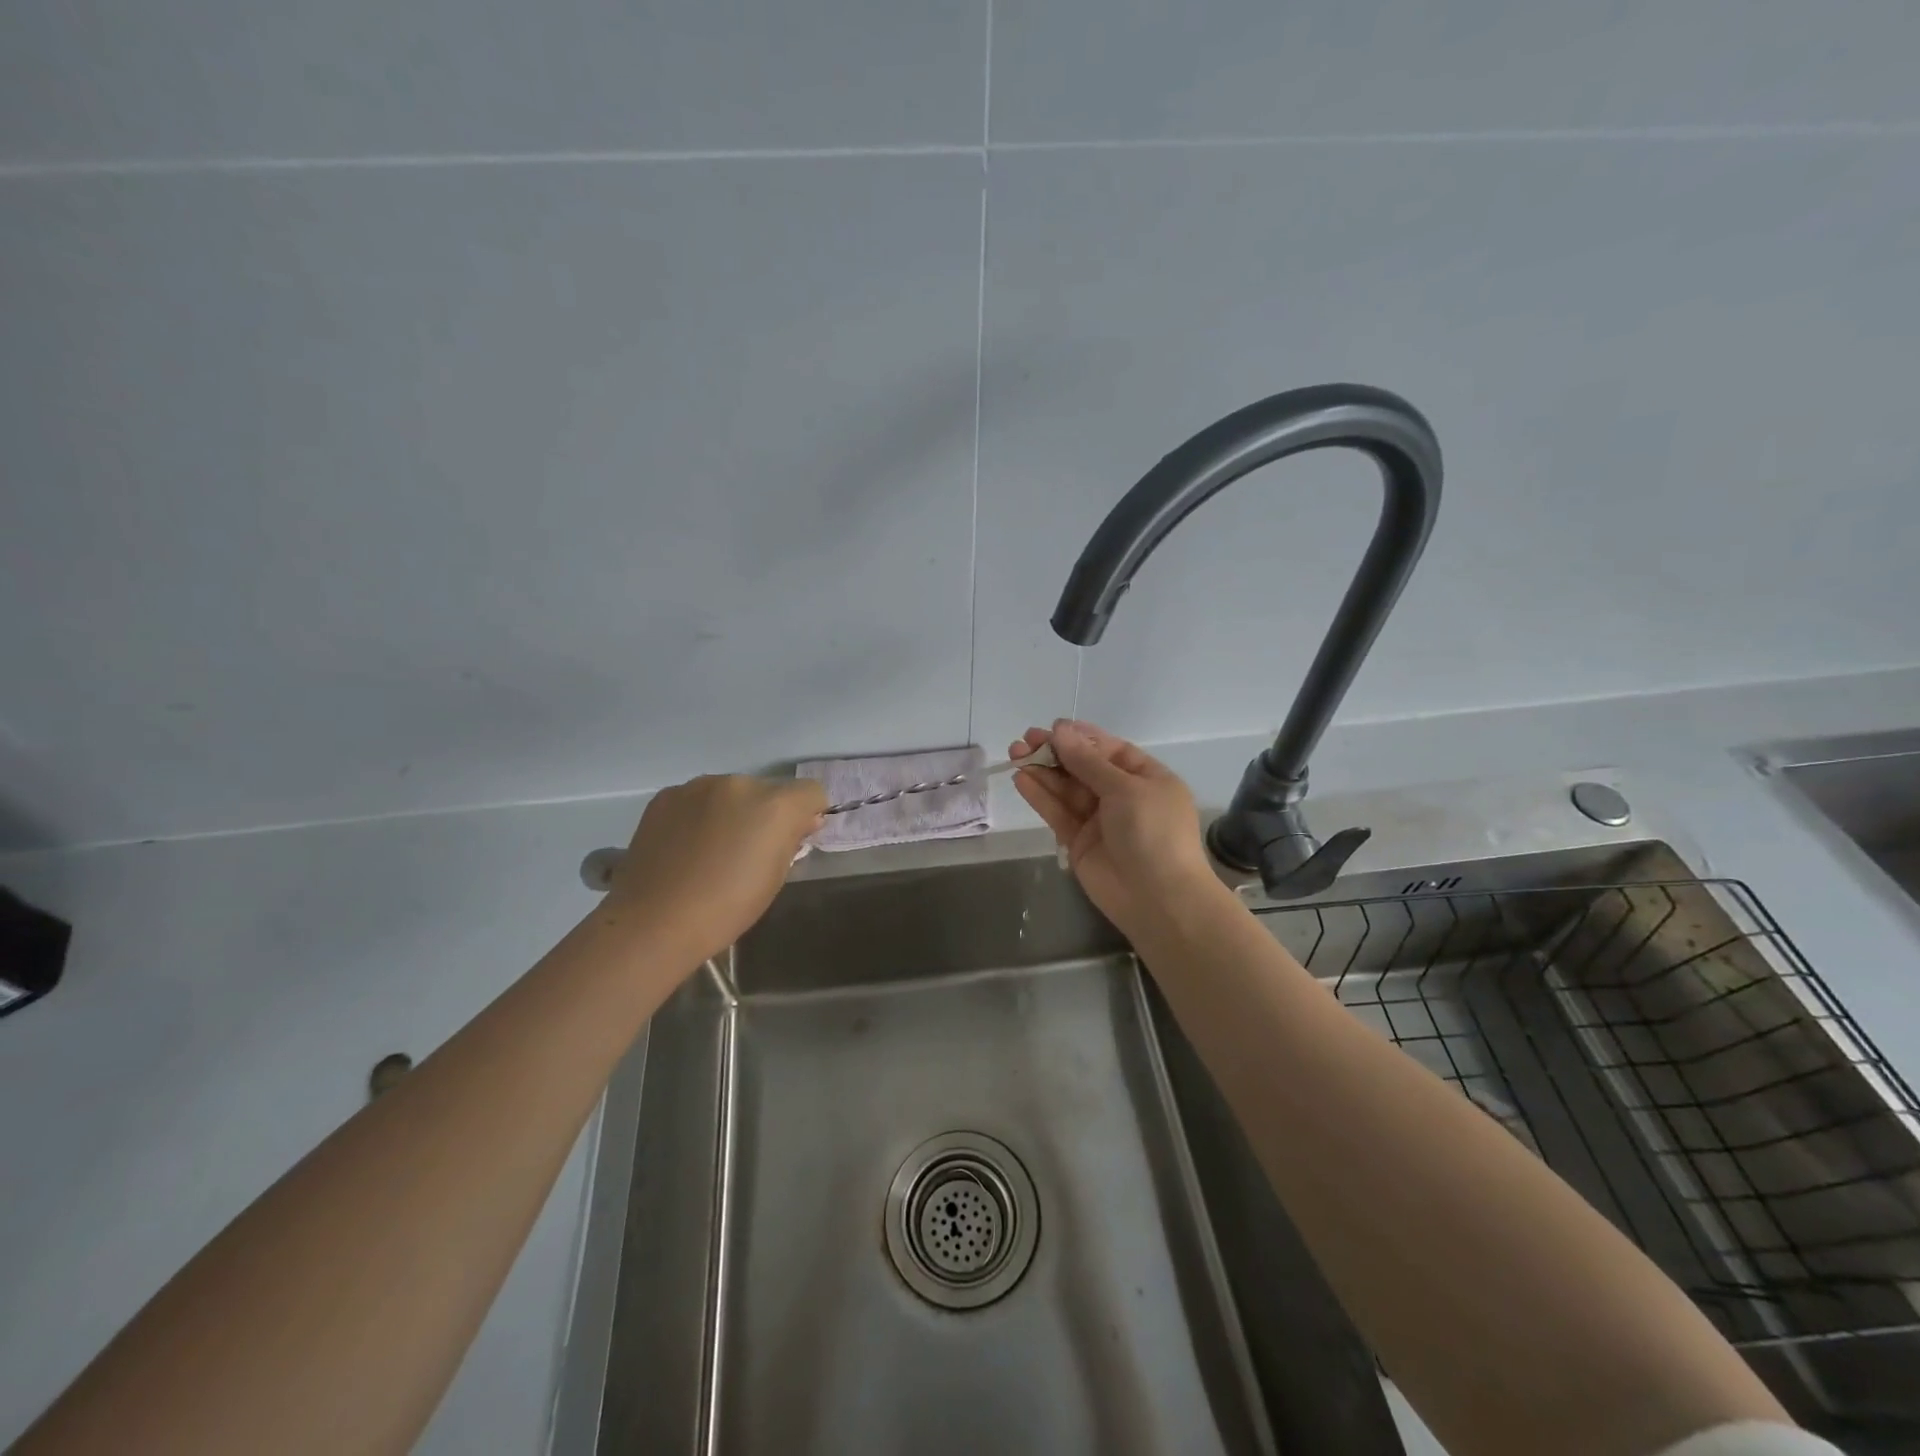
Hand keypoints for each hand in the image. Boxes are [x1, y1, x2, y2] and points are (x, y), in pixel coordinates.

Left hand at [607, 774, 826, 962]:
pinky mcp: (667, 795)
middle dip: (766, 813)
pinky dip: (700, 815)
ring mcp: (699, 786)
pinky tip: (685, 847)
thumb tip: (802, 821)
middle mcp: (740, 784)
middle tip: (748, 851)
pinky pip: (697, 799)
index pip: (811, 792)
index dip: (807, 814)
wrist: (654, 922)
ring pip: (731, 793)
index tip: (794, 839)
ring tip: (711, 850)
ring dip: (732, 812)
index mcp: (774, 806)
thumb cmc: (726, 908)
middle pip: (768, 791)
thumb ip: (792, 840)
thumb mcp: (775, 877)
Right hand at [1009, 720, 1224, 935]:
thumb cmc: (1153, 832)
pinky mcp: (1079, 842)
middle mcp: (1123, 796)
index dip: (1080, 738)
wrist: (1158, 898)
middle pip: (1084, 767)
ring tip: (1014, 753)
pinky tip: (1021, 779)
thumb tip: (1060, 731)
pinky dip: (1040, 796)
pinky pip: (1058, 813)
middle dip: (1055, 753)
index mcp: (1146, 778)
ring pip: (1066, 789)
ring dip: (1042, 771)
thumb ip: (1088, 761)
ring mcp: (1100, 820)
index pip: (1109, 750)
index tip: (1052, 728)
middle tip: (1024, 740)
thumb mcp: (1125, 788)